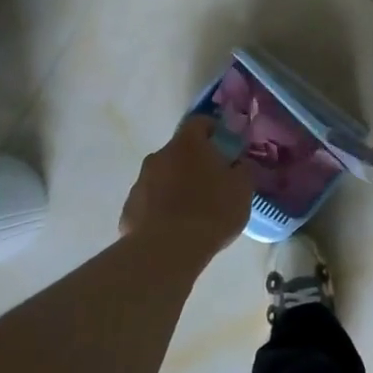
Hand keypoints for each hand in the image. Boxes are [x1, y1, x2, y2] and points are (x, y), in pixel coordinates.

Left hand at [119, 117, 252, 255]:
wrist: (166, 251)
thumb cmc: (211, 211)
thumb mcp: (242, 189)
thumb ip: (243, 169)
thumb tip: (239, 163)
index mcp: (187, 145)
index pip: (199, 122)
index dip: (213, 130)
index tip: (224, 144)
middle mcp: (159, 156)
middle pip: (179, 151)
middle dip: (194, 162)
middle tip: (212, 182)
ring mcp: (140, 182)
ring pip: (163, 176)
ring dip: (176, 185)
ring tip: (193, 210)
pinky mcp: (129, 209)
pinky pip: (150, 201)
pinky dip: (162, 208)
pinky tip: (175, 228)